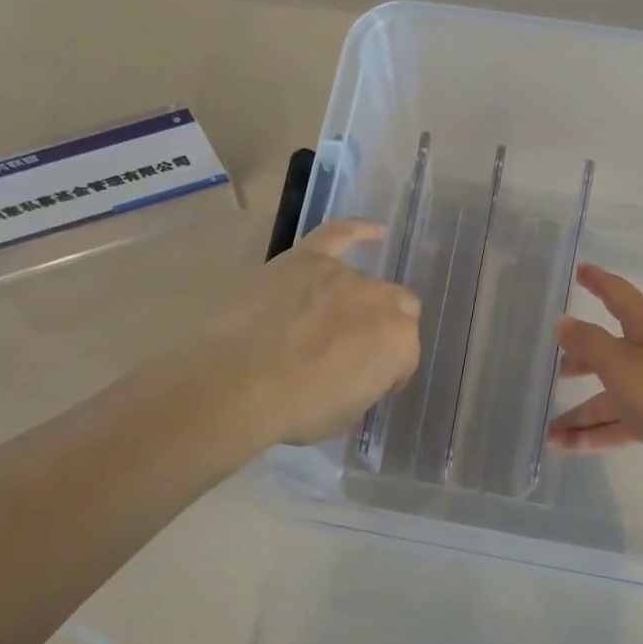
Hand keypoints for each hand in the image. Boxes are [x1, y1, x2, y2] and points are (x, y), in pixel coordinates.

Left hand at [206, 220, 421, 446]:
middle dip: (382, 331)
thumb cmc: (296, 409)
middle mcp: (381, 300)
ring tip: (325, 326)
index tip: (370, 386)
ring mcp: (343, 274)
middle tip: (353, 354)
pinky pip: (338, 234)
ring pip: (362, 285)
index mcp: (399, 342)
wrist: (237, 383)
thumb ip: (366, 383)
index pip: (405, 355)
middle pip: (396, 311)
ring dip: (353, 304)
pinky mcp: (306, 258)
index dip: (389, 372)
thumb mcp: (348, 413)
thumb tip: (358, 371)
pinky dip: (357, 230)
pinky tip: (373, 231)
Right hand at [549, 264, 642, 480]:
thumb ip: (588, 343)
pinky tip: (568, 446)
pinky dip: (596, 433)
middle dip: (582, 360)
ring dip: (580, 414)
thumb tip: (563, 323)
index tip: (579, 270)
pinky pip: (620, 422)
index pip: (618, 295)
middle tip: (555, 369)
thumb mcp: (621, 364)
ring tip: (550, 432)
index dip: (598, 282)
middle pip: (610, 351)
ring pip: (611, 396)